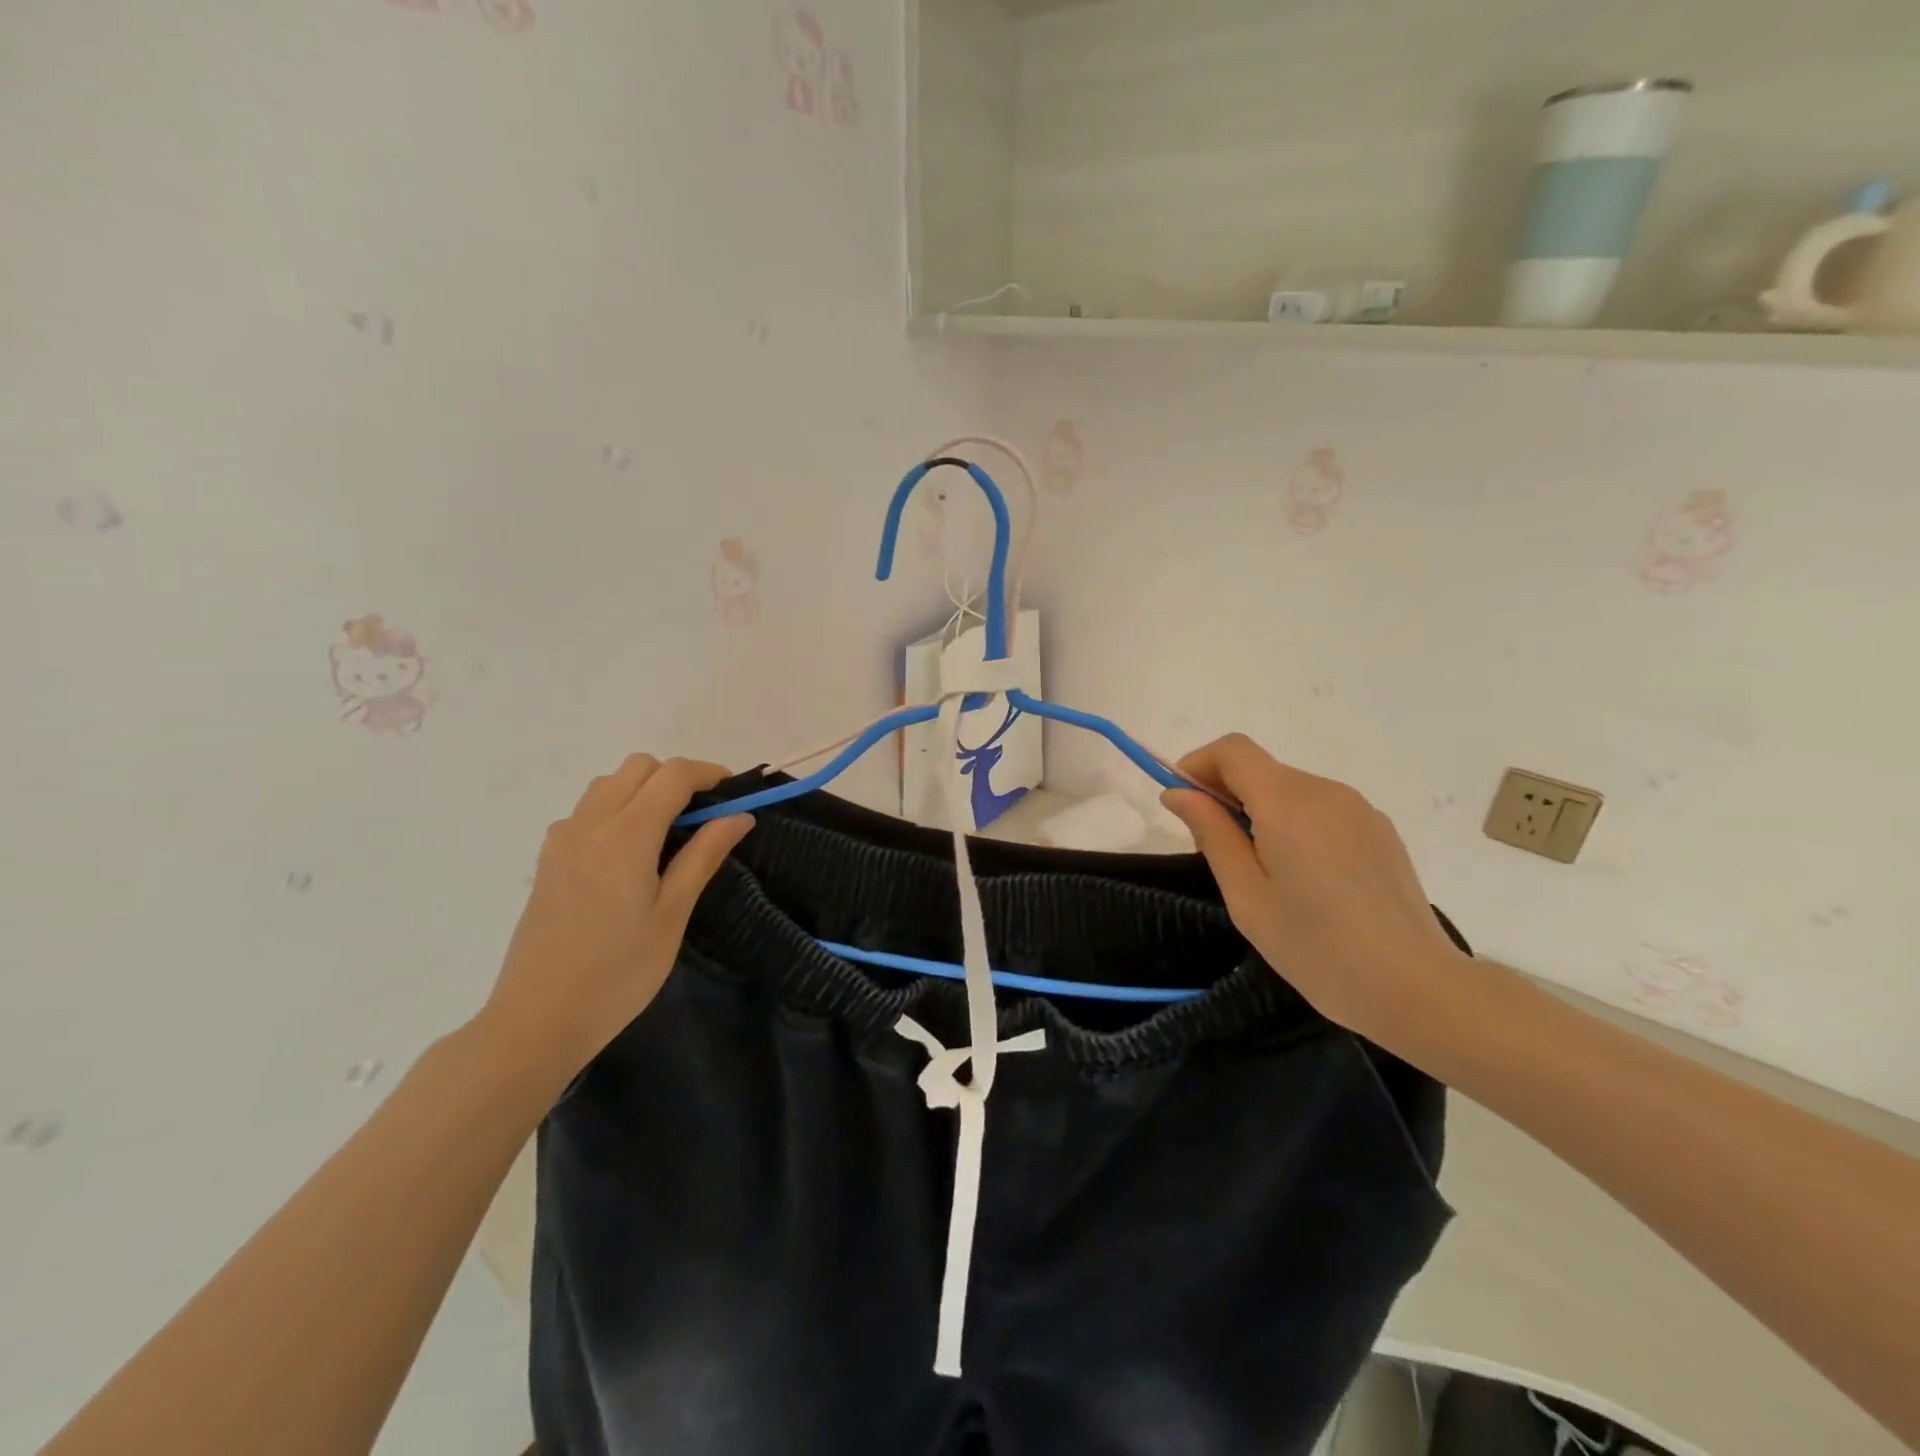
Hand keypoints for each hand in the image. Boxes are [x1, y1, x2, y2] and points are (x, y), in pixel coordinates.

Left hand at [475, 755, 753, 1087]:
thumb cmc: (619, 972)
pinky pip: (585, 811)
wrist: (538, 1019)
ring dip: (643, 791)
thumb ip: (704, 856)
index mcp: (627, 834)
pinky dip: (615, 810)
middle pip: (638, 767)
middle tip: (702, 818)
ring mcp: (562, 840)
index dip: (708, 773)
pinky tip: (627, 855)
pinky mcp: (548, 860)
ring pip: (608, 784)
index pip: (672, 774)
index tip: (733, 795)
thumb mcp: (672, 914)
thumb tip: (739, 816)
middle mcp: (590, 823)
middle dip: (675, 777)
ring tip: (666, 836)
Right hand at [1160, 734, 1466, 1047]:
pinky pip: (1321, 808)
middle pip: (1261, 768)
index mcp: (1288, 803)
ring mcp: (1359, 809)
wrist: (1415, 988)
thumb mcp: (1246, 896)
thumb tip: (1178, 793)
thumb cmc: (1316, 948)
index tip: (1184, 803)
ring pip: (1290, 788)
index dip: (1199, 765)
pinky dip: (1295, 823)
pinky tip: (1305, 877)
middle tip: (1216, 849)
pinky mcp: (1379, 829)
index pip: (1233, 750)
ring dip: (1261, 810)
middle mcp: (1325, 791)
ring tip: (1263, 870)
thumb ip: (1211, 834)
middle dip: (1226, 793)